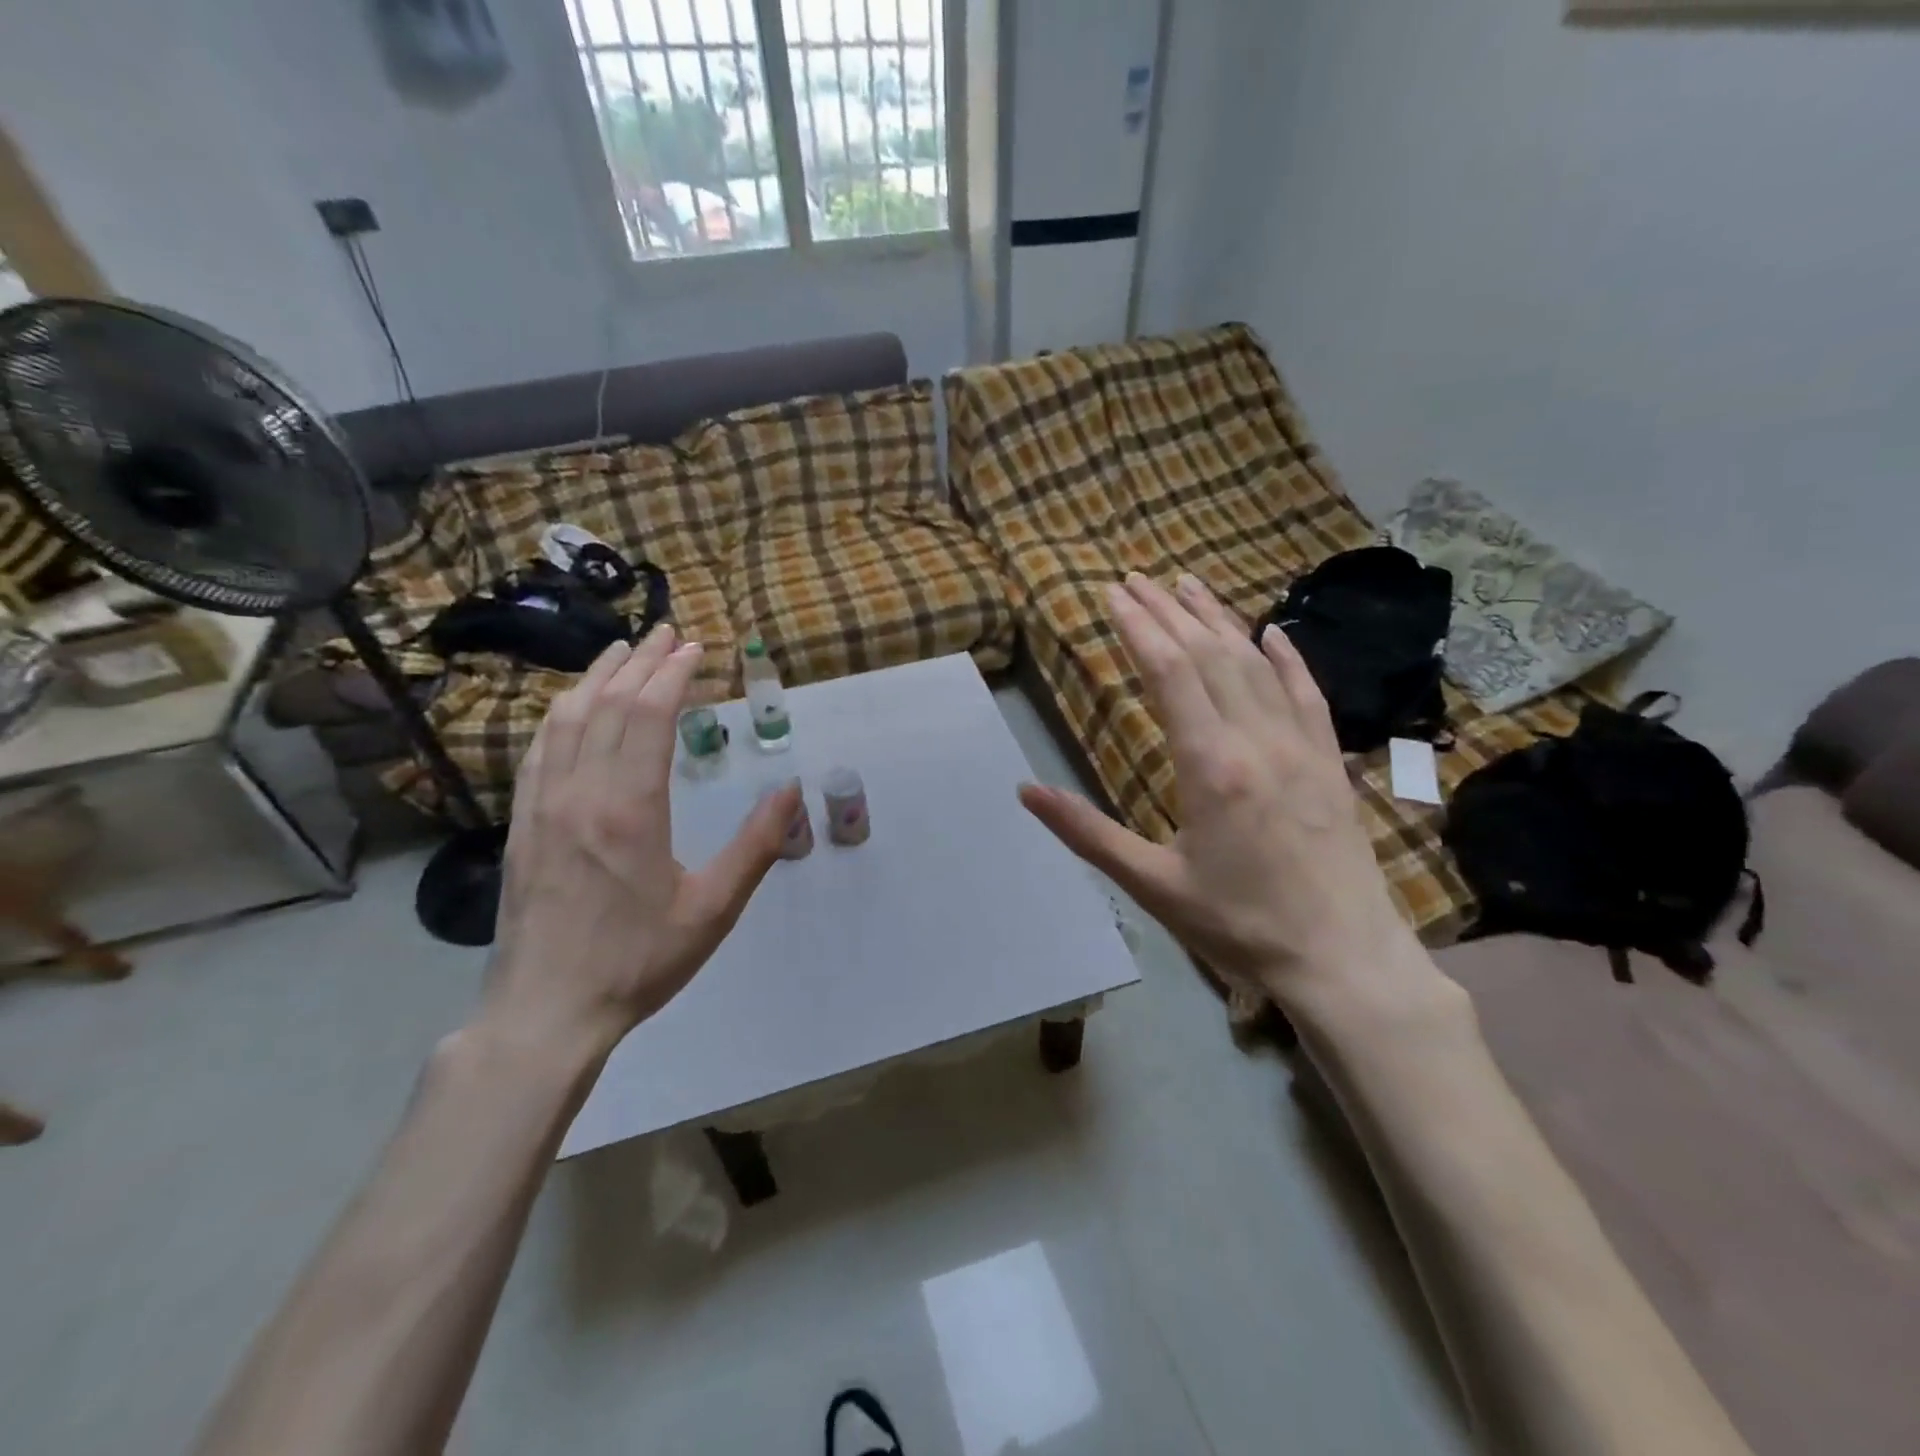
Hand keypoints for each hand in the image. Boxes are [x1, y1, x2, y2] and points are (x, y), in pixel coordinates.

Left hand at [485, 626, 799, 1052]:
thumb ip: (756, 845)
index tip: (696, 648)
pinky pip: (539, 749)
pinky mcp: (523, 823)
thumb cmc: (639, 961)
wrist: (547, 1011)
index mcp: (629, 810)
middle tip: (668, 634)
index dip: (672, 675)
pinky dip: (561, 713)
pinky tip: (572, 705)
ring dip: (597, 678)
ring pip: (565, 719)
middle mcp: (580, 793)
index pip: (647, 717)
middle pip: (607, 705)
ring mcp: (542, 806)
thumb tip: (792, 789)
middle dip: (640, 662)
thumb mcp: (714, 909)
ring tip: (623, 652)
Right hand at [1019, 574, 1440, 1018]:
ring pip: (1256, 664)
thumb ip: (1087, 832)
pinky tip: (1273, 632)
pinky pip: (1308, 695)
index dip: (1138, 628)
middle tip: (1138, 579)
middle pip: (1209, 655)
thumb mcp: (1151, 884)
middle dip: (1169, 612)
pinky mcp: (1329, 763)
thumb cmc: (1238, 925)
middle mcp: (1257, 740)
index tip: (1113, 595)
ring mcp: (1301, 747)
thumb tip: (1025, 791)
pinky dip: (1288, 658)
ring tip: (1189, 586)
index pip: (1169, 673)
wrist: (1342, 960)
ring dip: (1220, 621)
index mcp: (1210, 766)